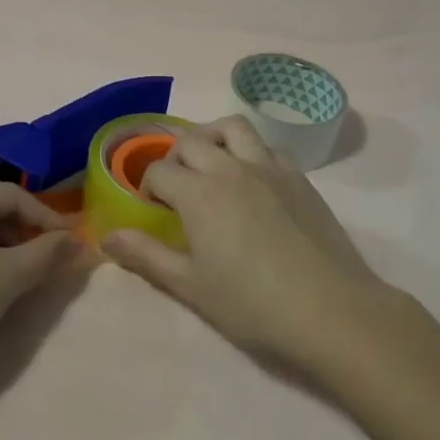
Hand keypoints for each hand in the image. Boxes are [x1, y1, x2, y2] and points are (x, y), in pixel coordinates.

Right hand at [102, 117, 388, 371]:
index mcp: (198, 193)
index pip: (158, 171)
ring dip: (212, 137)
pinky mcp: (299, 176)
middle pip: (190, 141)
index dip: (148, 187)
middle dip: (174, 158)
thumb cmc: (253, 305)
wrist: (332, 312)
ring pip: (232, 128)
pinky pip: (267, 146)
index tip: (153, 210)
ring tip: (211, 164)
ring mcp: (268, 167)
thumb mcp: (190, 286)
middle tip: (177, 188)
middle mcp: (230, 167)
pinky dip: (250, 151)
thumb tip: (107, 236)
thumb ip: (146, 256)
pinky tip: (252, 180)